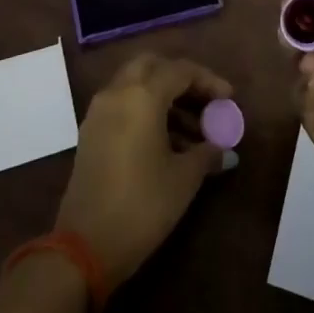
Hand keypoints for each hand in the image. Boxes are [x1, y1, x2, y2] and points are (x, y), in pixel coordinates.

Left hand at [55, 53, 231, 287]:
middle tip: (204, 101)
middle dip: (180, 78)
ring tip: (192, 130)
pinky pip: (122, 104)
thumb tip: (226, 150)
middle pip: (152, 66)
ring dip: (163, 96)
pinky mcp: (90, 132)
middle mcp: (117, 92)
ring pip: (135, 84)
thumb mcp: (183, 179)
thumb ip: (207, 154)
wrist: (84, 247)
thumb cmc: (142, 206)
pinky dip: (144, 110)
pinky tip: (165, 142)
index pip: (181, 71)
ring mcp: (99, 111)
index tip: (229, 99)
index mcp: (142, 95)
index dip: (208, 81)